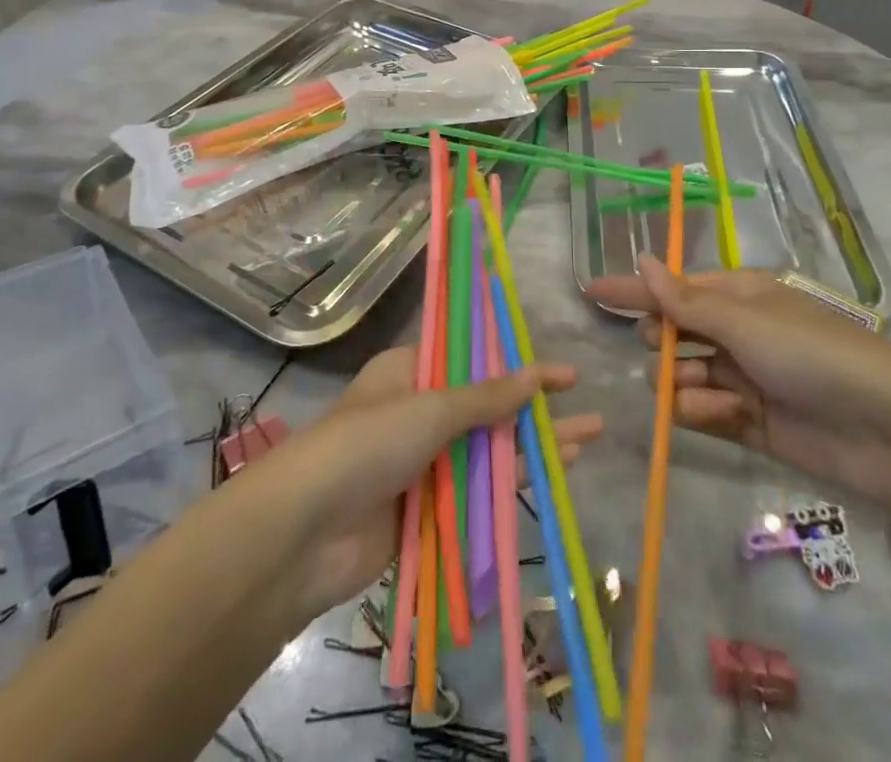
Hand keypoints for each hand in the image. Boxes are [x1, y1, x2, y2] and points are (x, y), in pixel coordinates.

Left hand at [242, 347, 603, 619]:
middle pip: (486, 405)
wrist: (304, 533)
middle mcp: (417, 412)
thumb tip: (535, 376)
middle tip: (585, 406)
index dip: (516, 361)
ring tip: (586, 442)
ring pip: (488, 450)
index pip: (472, 357)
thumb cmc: (367, 444)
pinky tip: (553, 478)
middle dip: (534, 407)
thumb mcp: (430, 408)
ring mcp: (422, 463)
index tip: (562, 371)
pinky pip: (478, 491)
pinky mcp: (427, 509)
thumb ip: (486, 397)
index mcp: (409, 372)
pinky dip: (513, 484)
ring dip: (533, 446)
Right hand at [585, 256, 890, 522]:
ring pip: (682, 376)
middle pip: (673, 333)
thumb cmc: (813, 355)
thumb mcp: (746, 321)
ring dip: (680, 384)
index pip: (672, 288)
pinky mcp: (748, 422)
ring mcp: (742, 378)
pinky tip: (716, 416)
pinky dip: (700, 414)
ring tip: (703, 394)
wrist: (886, 432)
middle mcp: (737, 332)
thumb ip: (686, 300)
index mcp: (738, 296)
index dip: (632, 289)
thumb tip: (642, 259)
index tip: (589, 291)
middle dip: (661, 342)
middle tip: (665, 351)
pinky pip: (702, 412)